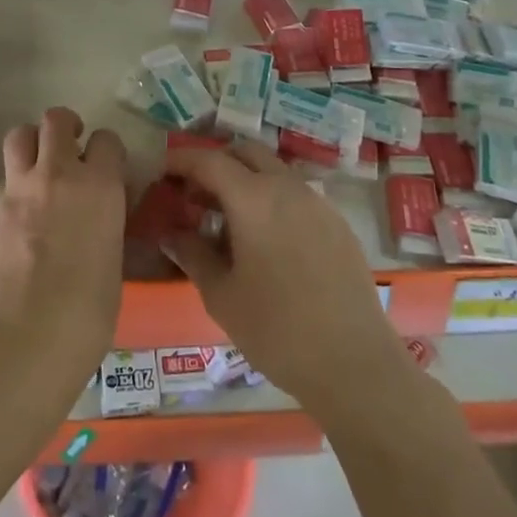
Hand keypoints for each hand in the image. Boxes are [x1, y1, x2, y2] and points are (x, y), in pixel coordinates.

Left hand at [0, 107, 126, 390]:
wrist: (25, 339)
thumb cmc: (87, 313)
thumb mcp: (112, 261)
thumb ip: (105, 225)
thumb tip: (97, 219)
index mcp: (100, 186)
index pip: (106, 140)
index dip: (107, 151)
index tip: (107, 166)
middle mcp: (58, 175)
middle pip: (55, 120)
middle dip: (64, 127)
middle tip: (69, 147)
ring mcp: (19, 189)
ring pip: (19, 136)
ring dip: (31, 144)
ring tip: (38, 167)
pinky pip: (3, 181)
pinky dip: (13, 187)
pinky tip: (19, 216)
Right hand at [162, 143, 406, 411]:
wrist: (356, 364)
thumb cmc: (277, 331)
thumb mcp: (221, 296)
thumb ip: (192, 254)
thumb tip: (170, 233)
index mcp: (253, 198)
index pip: (208, 160)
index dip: (181, 160)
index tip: (161, 172)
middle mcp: (287, 187)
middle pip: (245, 152)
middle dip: (216, 163)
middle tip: (194, 194)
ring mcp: (318, 202)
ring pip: (273, 170)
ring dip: (246, 179)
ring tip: (228, 220)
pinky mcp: (338, 223)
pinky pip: (296, 193)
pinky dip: (272, 198)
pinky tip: (267, 240)